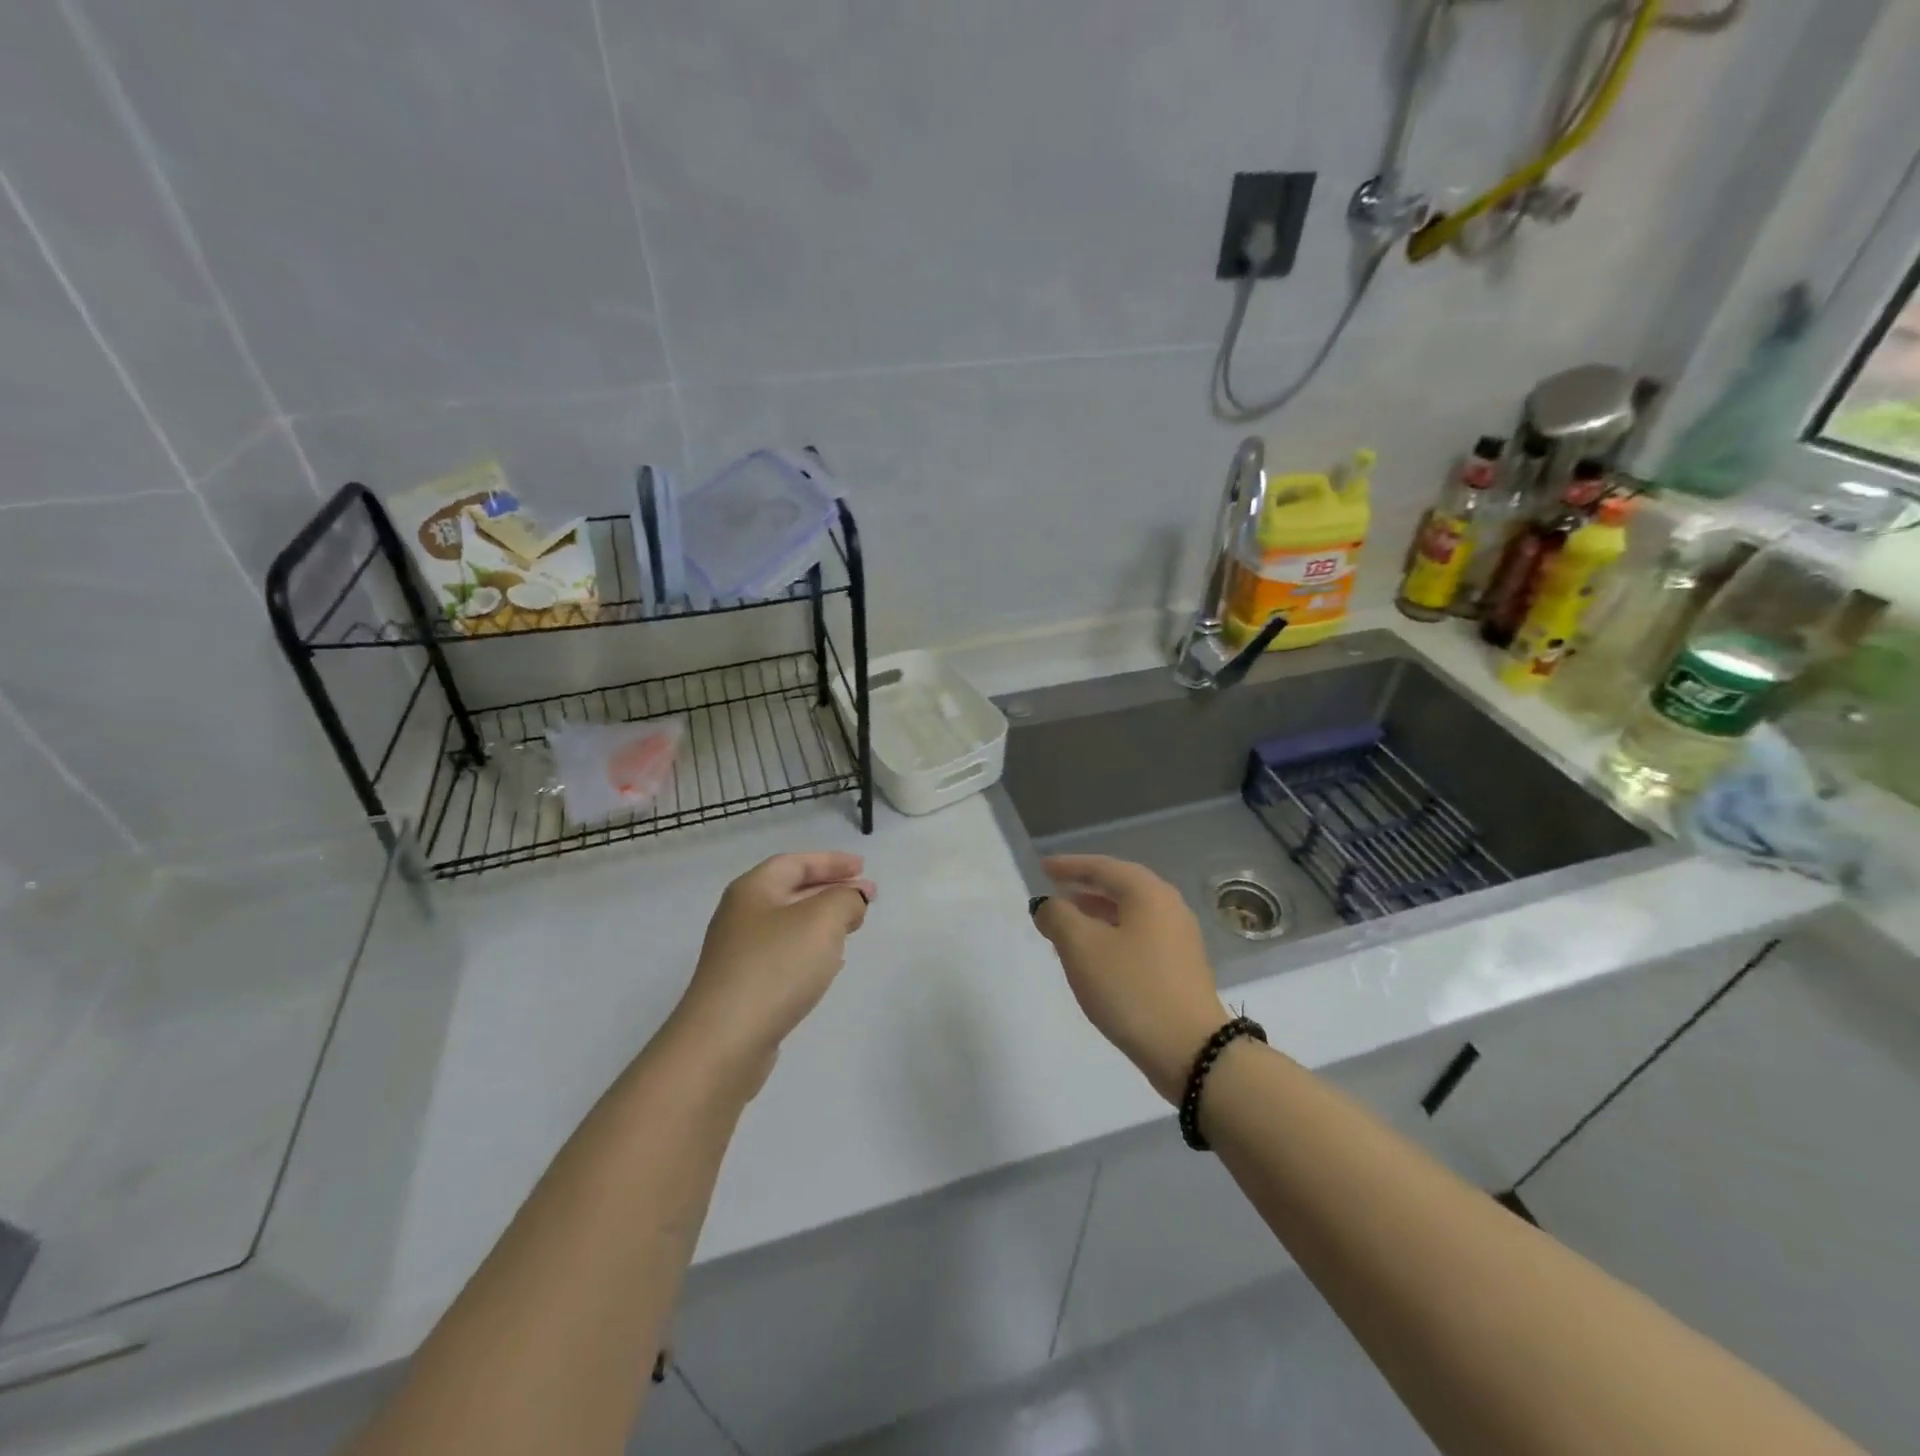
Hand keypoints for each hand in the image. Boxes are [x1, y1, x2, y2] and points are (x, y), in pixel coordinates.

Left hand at [672, 852, 875, 1088]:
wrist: (725, 1041)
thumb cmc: (776, 967)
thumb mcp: (822, 920)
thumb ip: (845, 899)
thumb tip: (853, 898)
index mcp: (753, 890)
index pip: (795, 863)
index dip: (831, 861)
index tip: (863, 867)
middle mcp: (741, 916)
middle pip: (791, 891)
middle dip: (831, 890)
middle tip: (866, 897)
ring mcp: (739, 953)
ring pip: (789, 924)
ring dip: (822, 921)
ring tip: (853, 926)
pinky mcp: (744, 987)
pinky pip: (784, 955)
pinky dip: (811, 950)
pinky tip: (829, 964)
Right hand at [1032, 854, 1228, 1103]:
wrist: (1191, 1051)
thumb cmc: (1131, 989)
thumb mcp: (1082, 948)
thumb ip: (1058, 916)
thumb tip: (1048, 904)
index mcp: (1148, 893)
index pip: (1102, 867)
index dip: (1069, 866)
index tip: (1042, 867)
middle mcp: (1168, 906)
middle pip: (1119, 887)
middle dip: (1083, 889)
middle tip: (1053, 893)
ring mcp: (1179, 938)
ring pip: (1129, 914)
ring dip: (1095, 915)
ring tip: (1066, 926)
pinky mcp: (1180, 967)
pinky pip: (1138, 937)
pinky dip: (1112, 936)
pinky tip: (1094, 957)